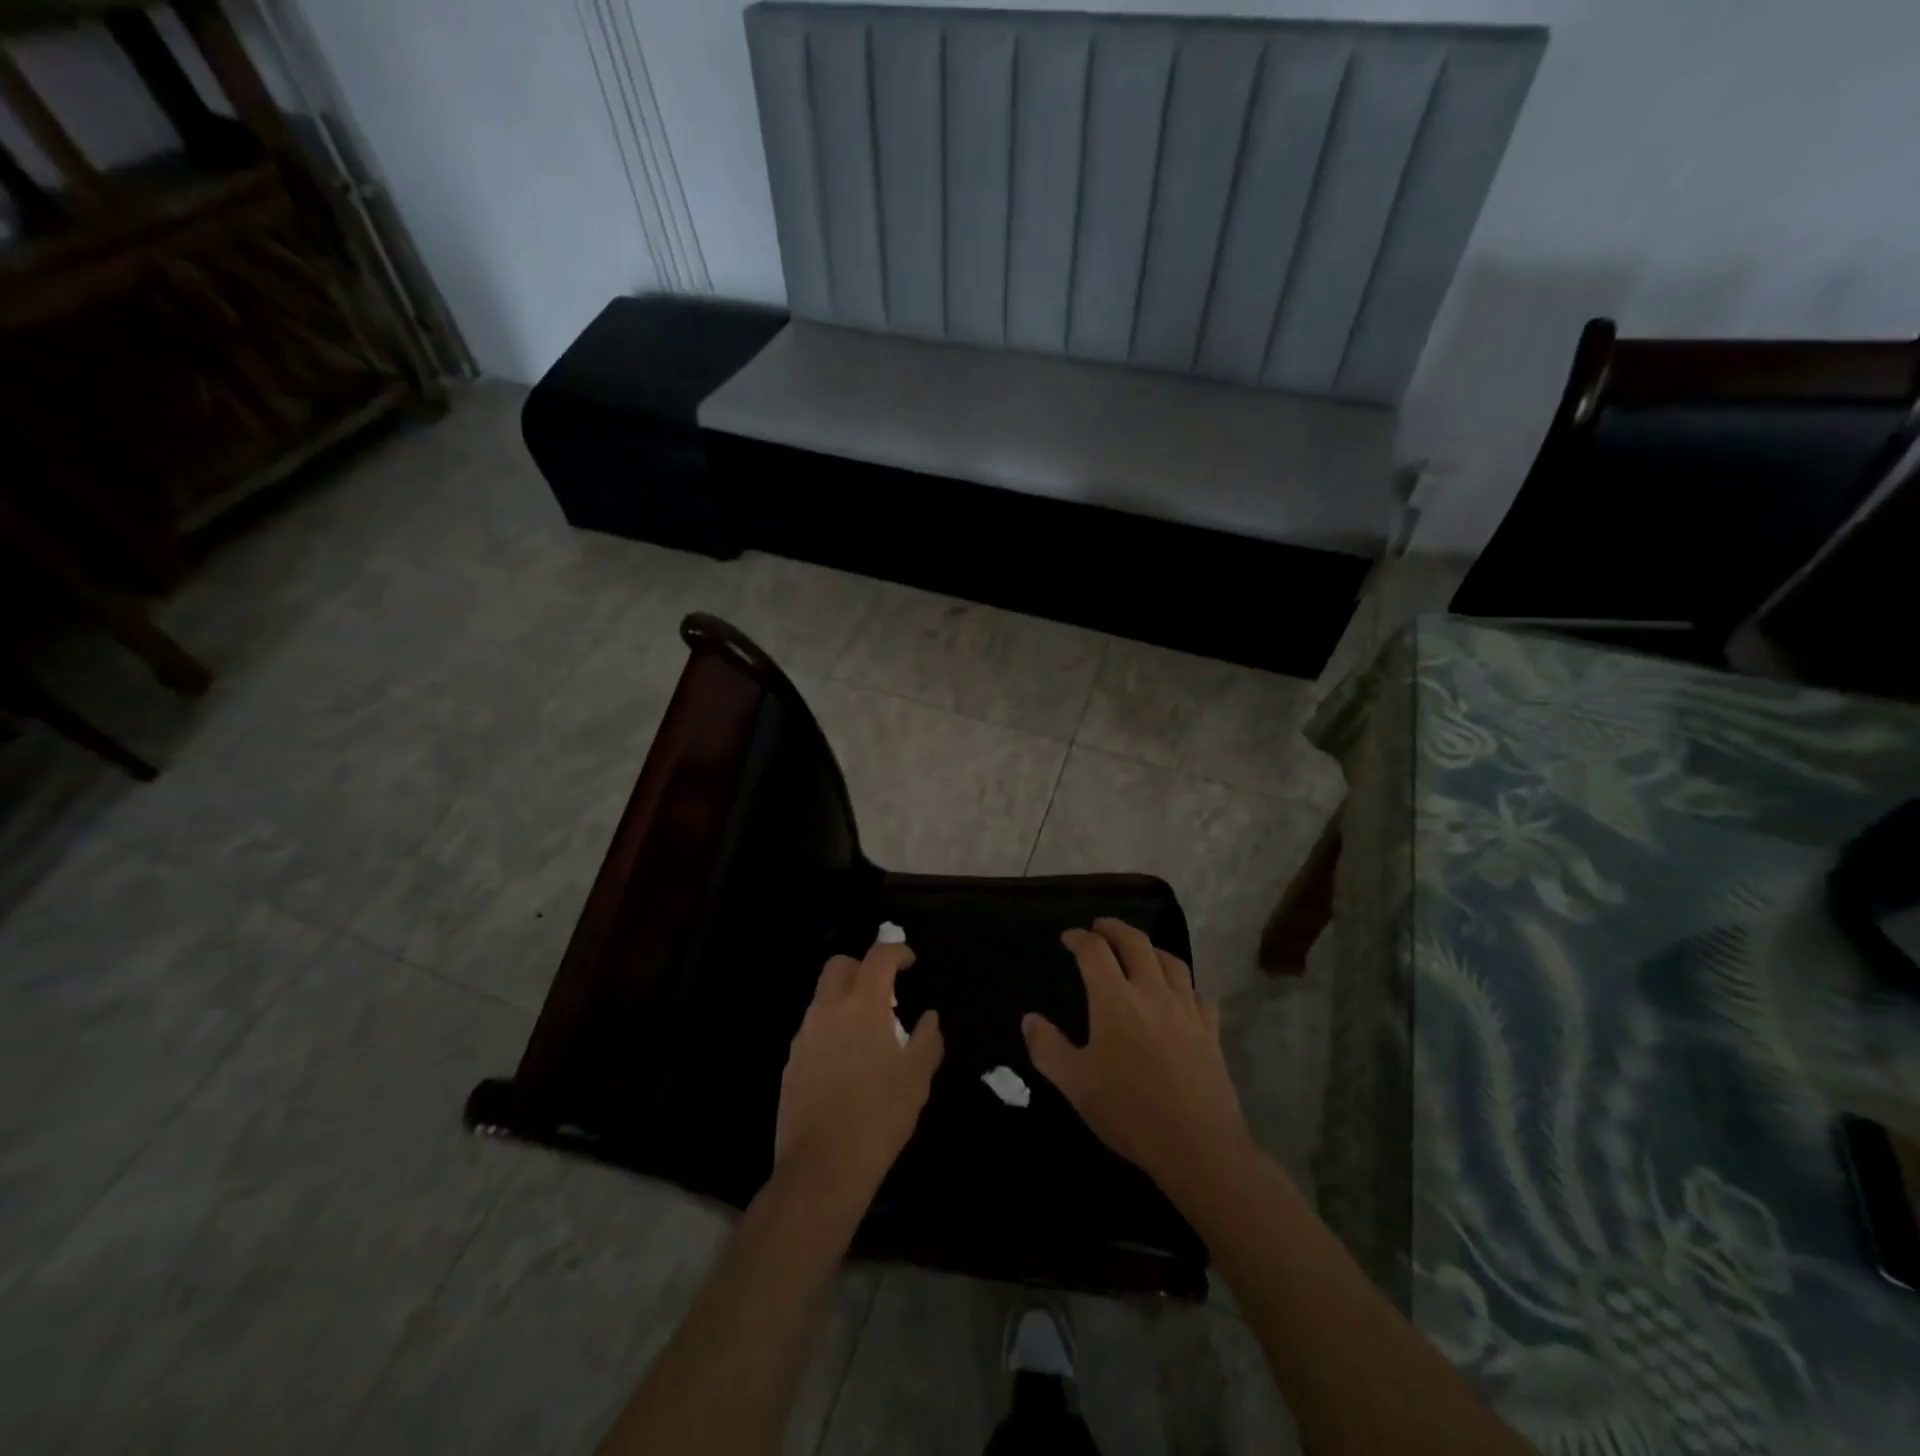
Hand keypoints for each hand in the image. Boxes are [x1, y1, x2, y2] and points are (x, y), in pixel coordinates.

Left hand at [774, 941, 943, 1213]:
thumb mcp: (917, 1078)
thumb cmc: (879, 1116)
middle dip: (862, 967)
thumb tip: (929, 1018)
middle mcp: (828, 1011)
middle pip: (839, 966)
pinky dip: (831, 1029)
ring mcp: (804, 1037)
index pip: (878, 957)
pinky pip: (812, 1030)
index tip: (909, 962)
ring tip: (868, 1031)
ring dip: (845, 999)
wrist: (822, 1167)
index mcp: (862, 1006)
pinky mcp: (790, 1063)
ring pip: (822, 998)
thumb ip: (927, 1039)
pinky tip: (846, 1062)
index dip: (896, 952)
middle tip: (883, 990)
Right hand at [1023, 919, 1250, 1197]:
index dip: (1079, 938)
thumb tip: (1030, 1019)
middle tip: (1100, 927)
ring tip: (1139, 951)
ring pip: (1171, 961)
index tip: (1068, 938)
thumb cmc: (1129, 1112)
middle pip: (1135, 942)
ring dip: (1150, 948)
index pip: (1094, 951)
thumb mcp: (1075, 1084)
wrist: (1197, 1145)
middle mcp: (1151, 992)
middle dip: (1114, 928)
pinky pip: (1198, 993)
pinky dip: (1184, 983)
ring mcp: (1186, 1009)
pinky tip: (1180, 993)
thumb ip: (1047, 1047)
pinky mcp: (1210, 1030)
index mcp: (1115, 999)